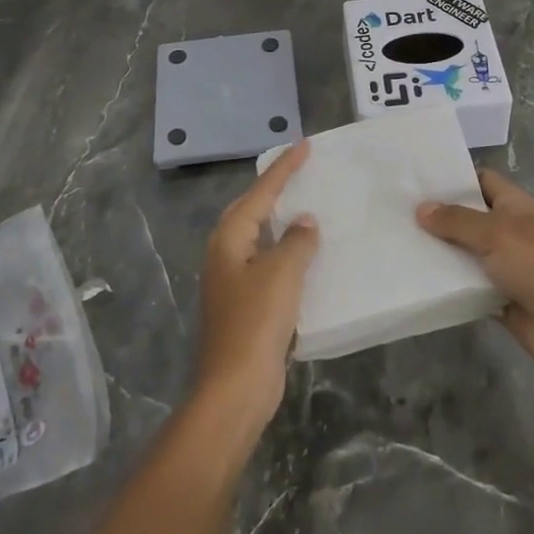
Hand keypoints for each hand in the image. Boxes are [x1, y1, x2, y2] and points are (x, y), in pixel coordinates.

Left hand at [193, 141, 319, 432]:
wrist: (235, 387)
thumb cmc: (255, 321)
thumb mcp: (282, 274)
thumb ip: (297, 242)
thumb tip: (305, 222)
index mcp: (229, 238)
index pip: (261, 192)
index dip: (283, 169)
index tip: (304, 146)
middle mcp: (226, 253)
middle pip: (252, 211)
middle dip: (275, 190)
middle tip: (301, 172)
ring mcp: (233, 280)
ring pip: (260, 238)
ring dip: (281, 222)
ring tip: (307, 206)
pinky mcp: (245, 304)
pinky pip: (268, 264)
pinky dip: (286, 253)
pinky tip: (306, 257)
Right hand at [417, 171, 533, 385]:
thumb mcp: (496, 234)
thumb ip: (456, 220)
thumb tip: (421, 209)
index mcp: (516, 205)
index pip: (482, 180)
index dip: (454, 177)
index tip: (418, 179)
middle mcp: (509, 230)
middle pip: (469, 215)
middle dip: (438, 214)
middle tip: (396, 210)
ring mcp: (504, 264)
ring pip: (464, 250)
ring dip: (438, 249)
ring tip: (397, 240)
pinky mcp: (496, 295)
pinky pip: (465, 282)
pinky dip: (446, 280)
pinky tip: (415, 276)